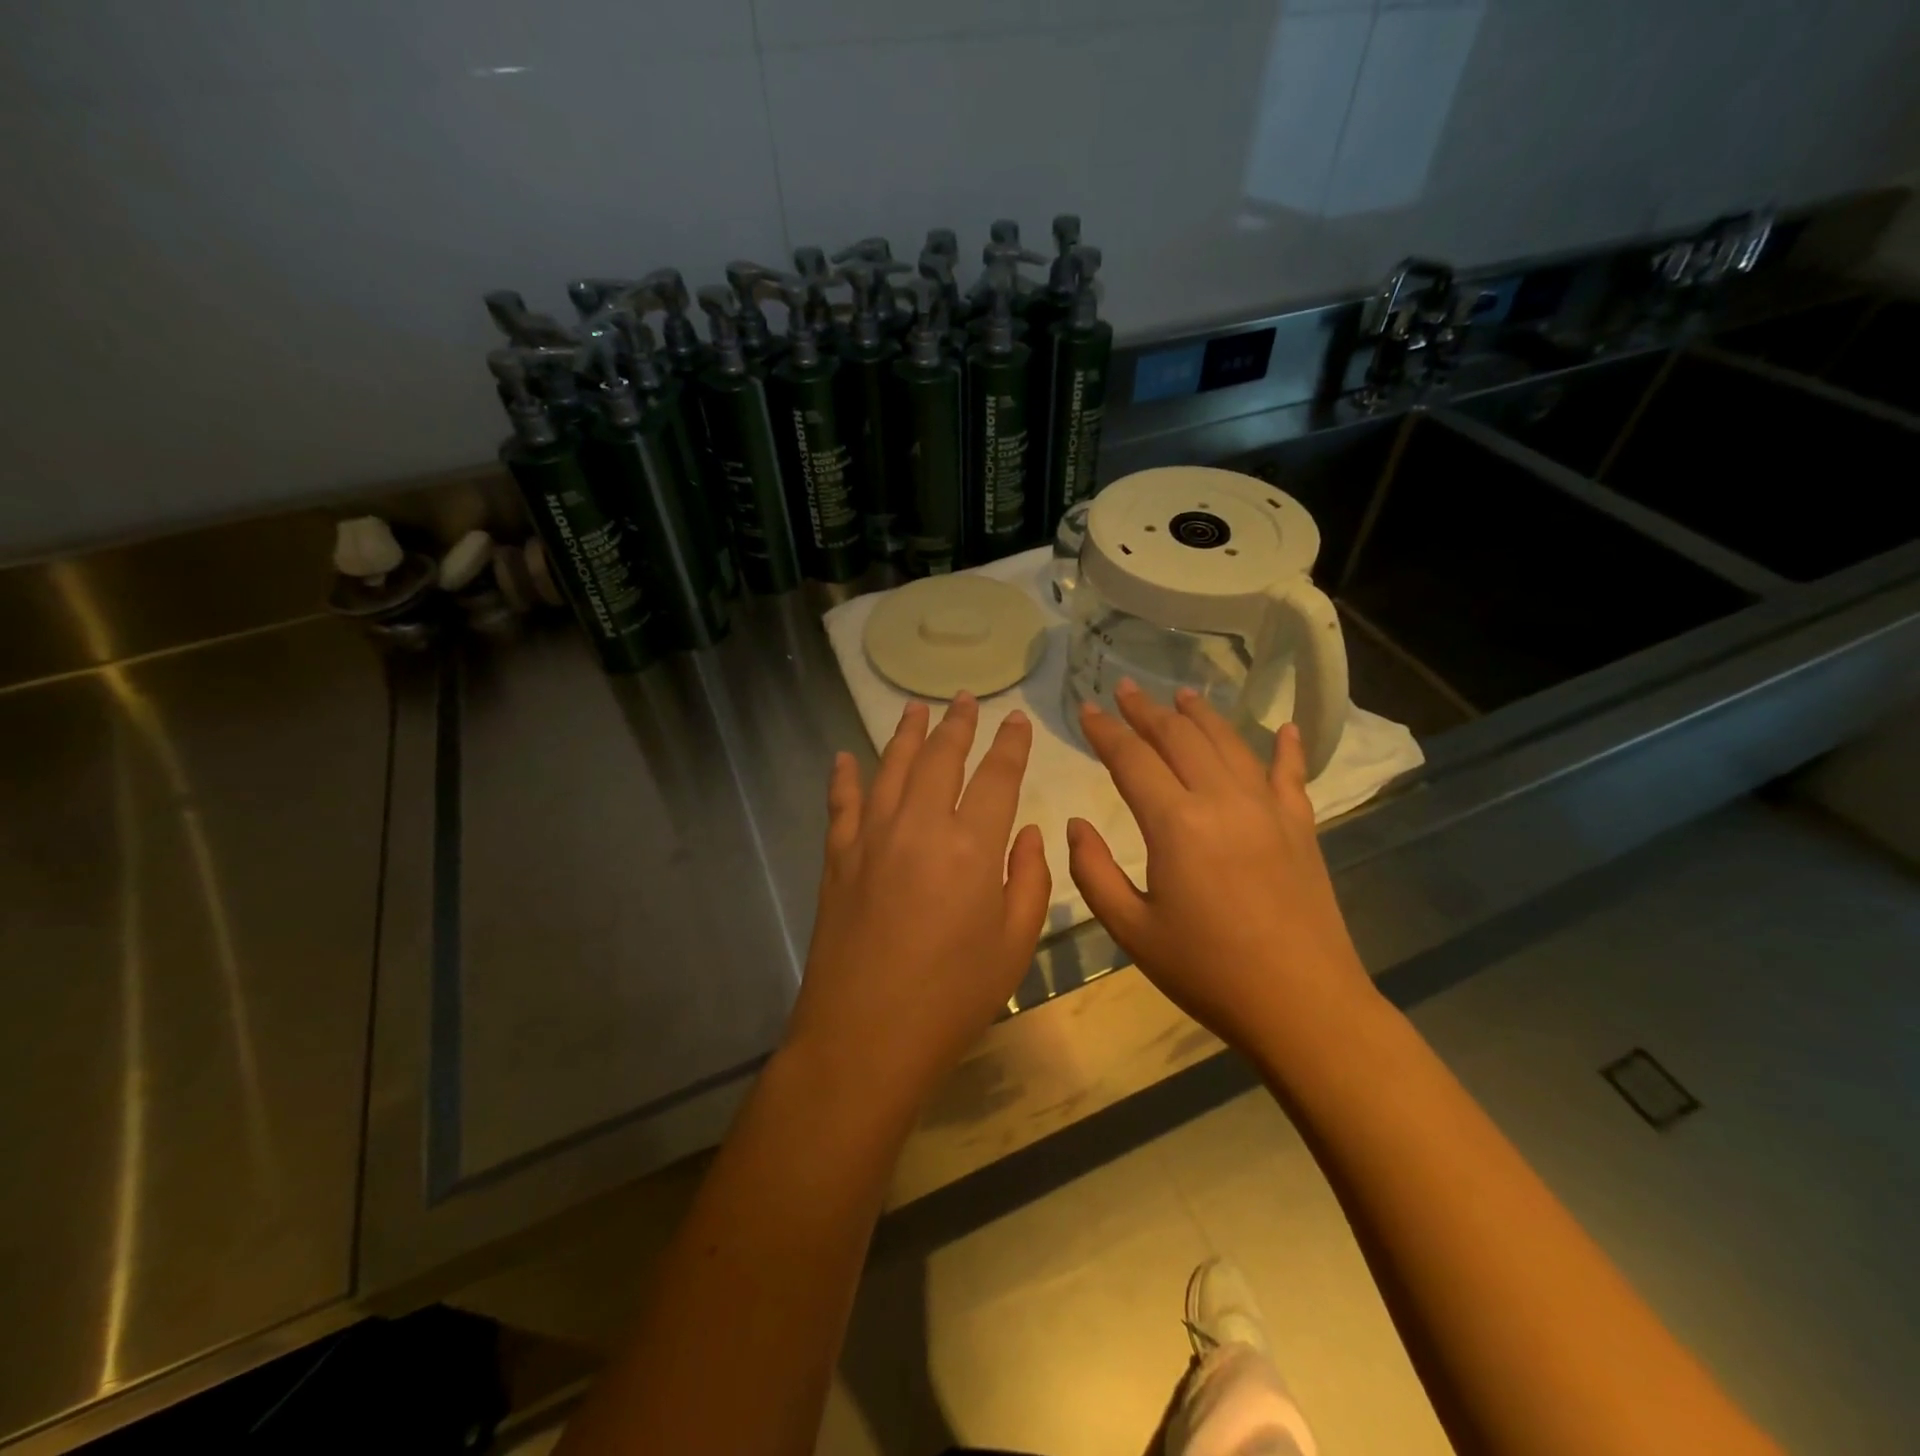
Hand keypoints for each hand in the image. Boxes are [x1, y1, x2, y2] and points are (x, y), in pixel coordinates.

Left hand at [783, 694, 1050, 1123]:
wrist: (865, 1036)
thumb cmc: (953, 998)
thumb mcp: (1015, 946)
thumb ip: (1029, 880)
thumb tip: (1026, 832)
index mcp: (972, 847)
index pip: (996, 777)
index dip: (1010, 745)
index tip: (1015, 720)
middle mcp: (919, 826)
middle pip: (940, 757)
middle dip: (957, 724)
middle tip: (964, 699)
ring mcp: (871, 838)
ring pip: (890, 767)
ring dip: (905, 734)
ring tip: (915, 708)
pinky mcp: (838, 857)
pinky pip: (841, 804)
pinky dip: (844, 777)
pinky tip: (843, 757)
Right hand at [1067, 679, 1377, 1060]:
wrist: (1302, 1005)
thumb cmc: (1207, 971)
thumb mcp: (1132, 931)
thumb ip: (1094, 872)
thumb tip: (1075, 824)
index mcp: (1176, 824)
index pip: (1132, 759)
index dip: (1105, 731)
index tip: (1086, 708)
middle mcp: (1222, 800)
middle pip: (1180, 738)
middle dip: (1147, 710)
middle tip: (1125, 688)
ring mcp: (1268, 809)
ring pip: (1230, 743)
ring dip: (1201, 716)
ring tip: (1182, 695)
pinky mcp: (1301, 827)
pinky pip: (1290, 775)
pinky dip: (1286, 747)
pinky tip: (1285, 727)